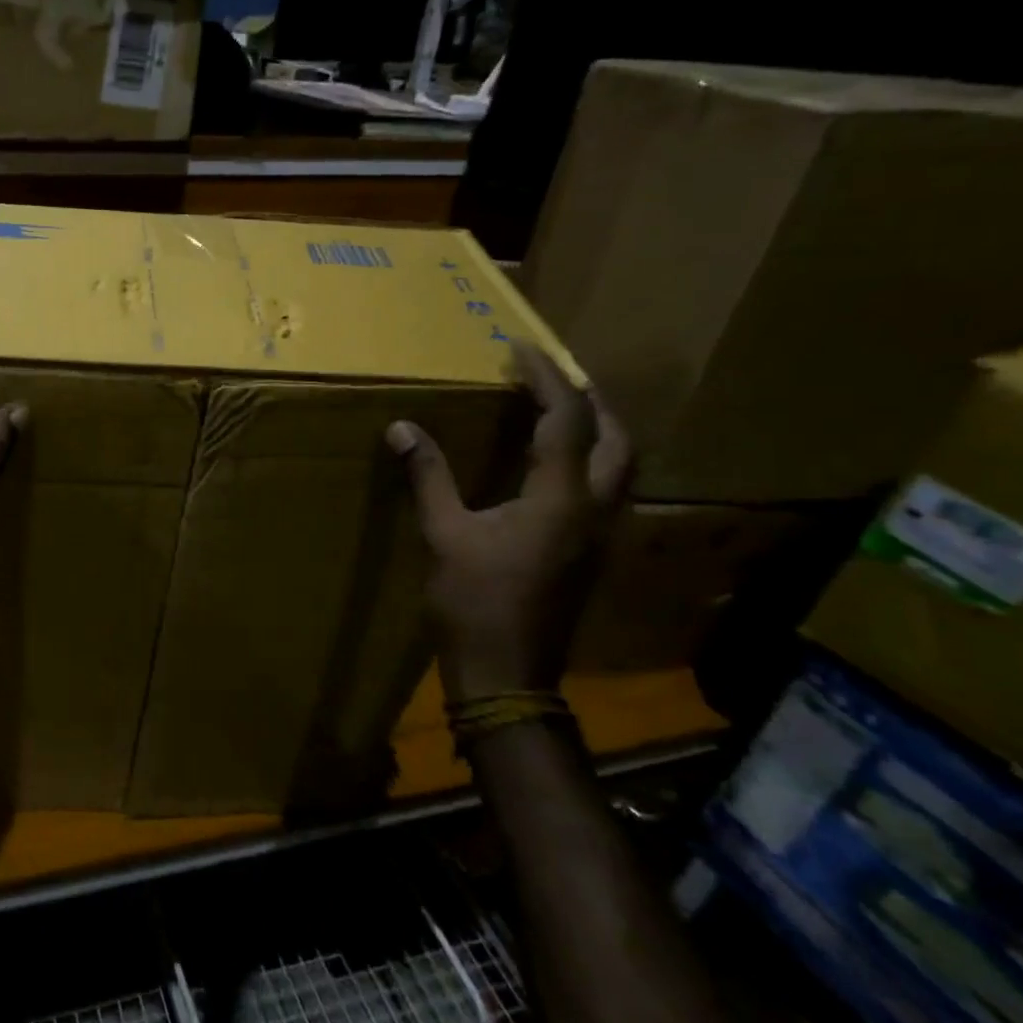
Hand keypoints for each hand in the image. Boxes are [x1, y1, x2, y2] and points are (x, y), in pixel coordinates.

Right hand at [388, 342, 630, 701]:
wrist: (507, 674)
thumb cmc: (474, 602)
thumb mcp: (445, 534)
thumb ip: (429, 477)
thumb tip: (402, 428)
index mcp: (560, 499)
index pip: (568, 420)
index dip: (546, 378)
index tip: (520, 349)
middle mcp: (595, 510)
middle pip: (617, 439)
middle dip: (590, 400)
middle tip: (551, 379)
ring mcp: (600, 534)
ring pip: (620, 466)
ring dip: (597, 430)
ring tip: (557, 412)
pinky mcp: (591, 553)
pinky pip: (605, 489)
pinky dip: (588, 461)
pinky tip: (552, 465)